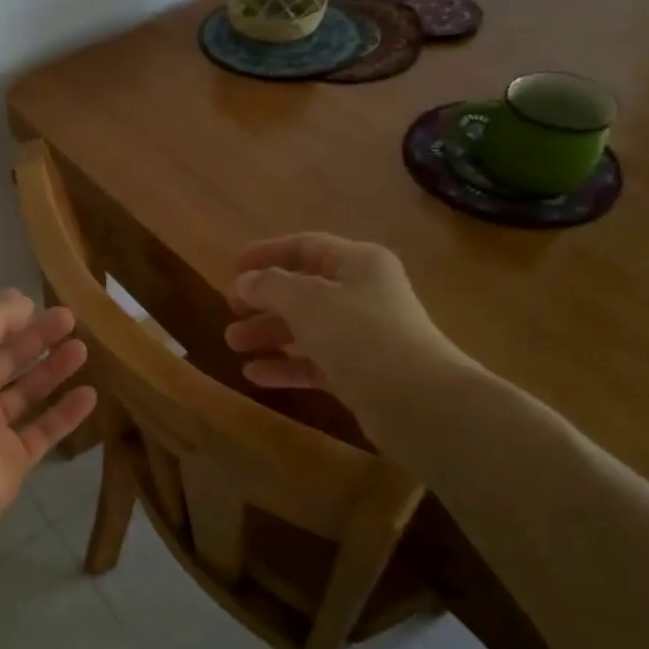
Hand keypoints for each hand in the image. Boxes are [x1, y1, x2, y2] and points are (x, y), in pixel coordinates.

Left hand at [0, 290, 97, 524]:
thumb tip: (21, 298)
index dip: (12, 321)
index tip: (45, 306)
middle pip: (7, 362)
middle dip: (38, 341)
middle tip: (73, 321)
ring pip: (27, 394)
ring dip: (54, 371)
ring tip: (83, 350)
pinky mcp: (12, 460)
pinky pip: (44, 431)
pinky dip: (66, 413)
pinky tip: (90, 394)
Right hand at [223, 233, 472, 443]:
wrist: (418, 402)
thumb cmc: (360, 335)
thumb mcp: (306, 301)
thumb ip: (269, 286)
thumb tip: (244, 282)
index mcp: (358, 263)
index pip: (305, 246)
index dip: (266, 253)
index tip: (232, 267)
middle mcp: (363, 294)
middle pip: (303, 290)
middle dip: (263, 300)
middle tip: (230, 311)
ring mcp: (363, 336)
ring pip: (306, 328)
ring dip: (268, 334)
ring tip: (233, 344)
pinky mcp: (361, 373)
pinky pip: (314, 362)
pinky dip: (285, 366)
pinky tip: (254, 375)